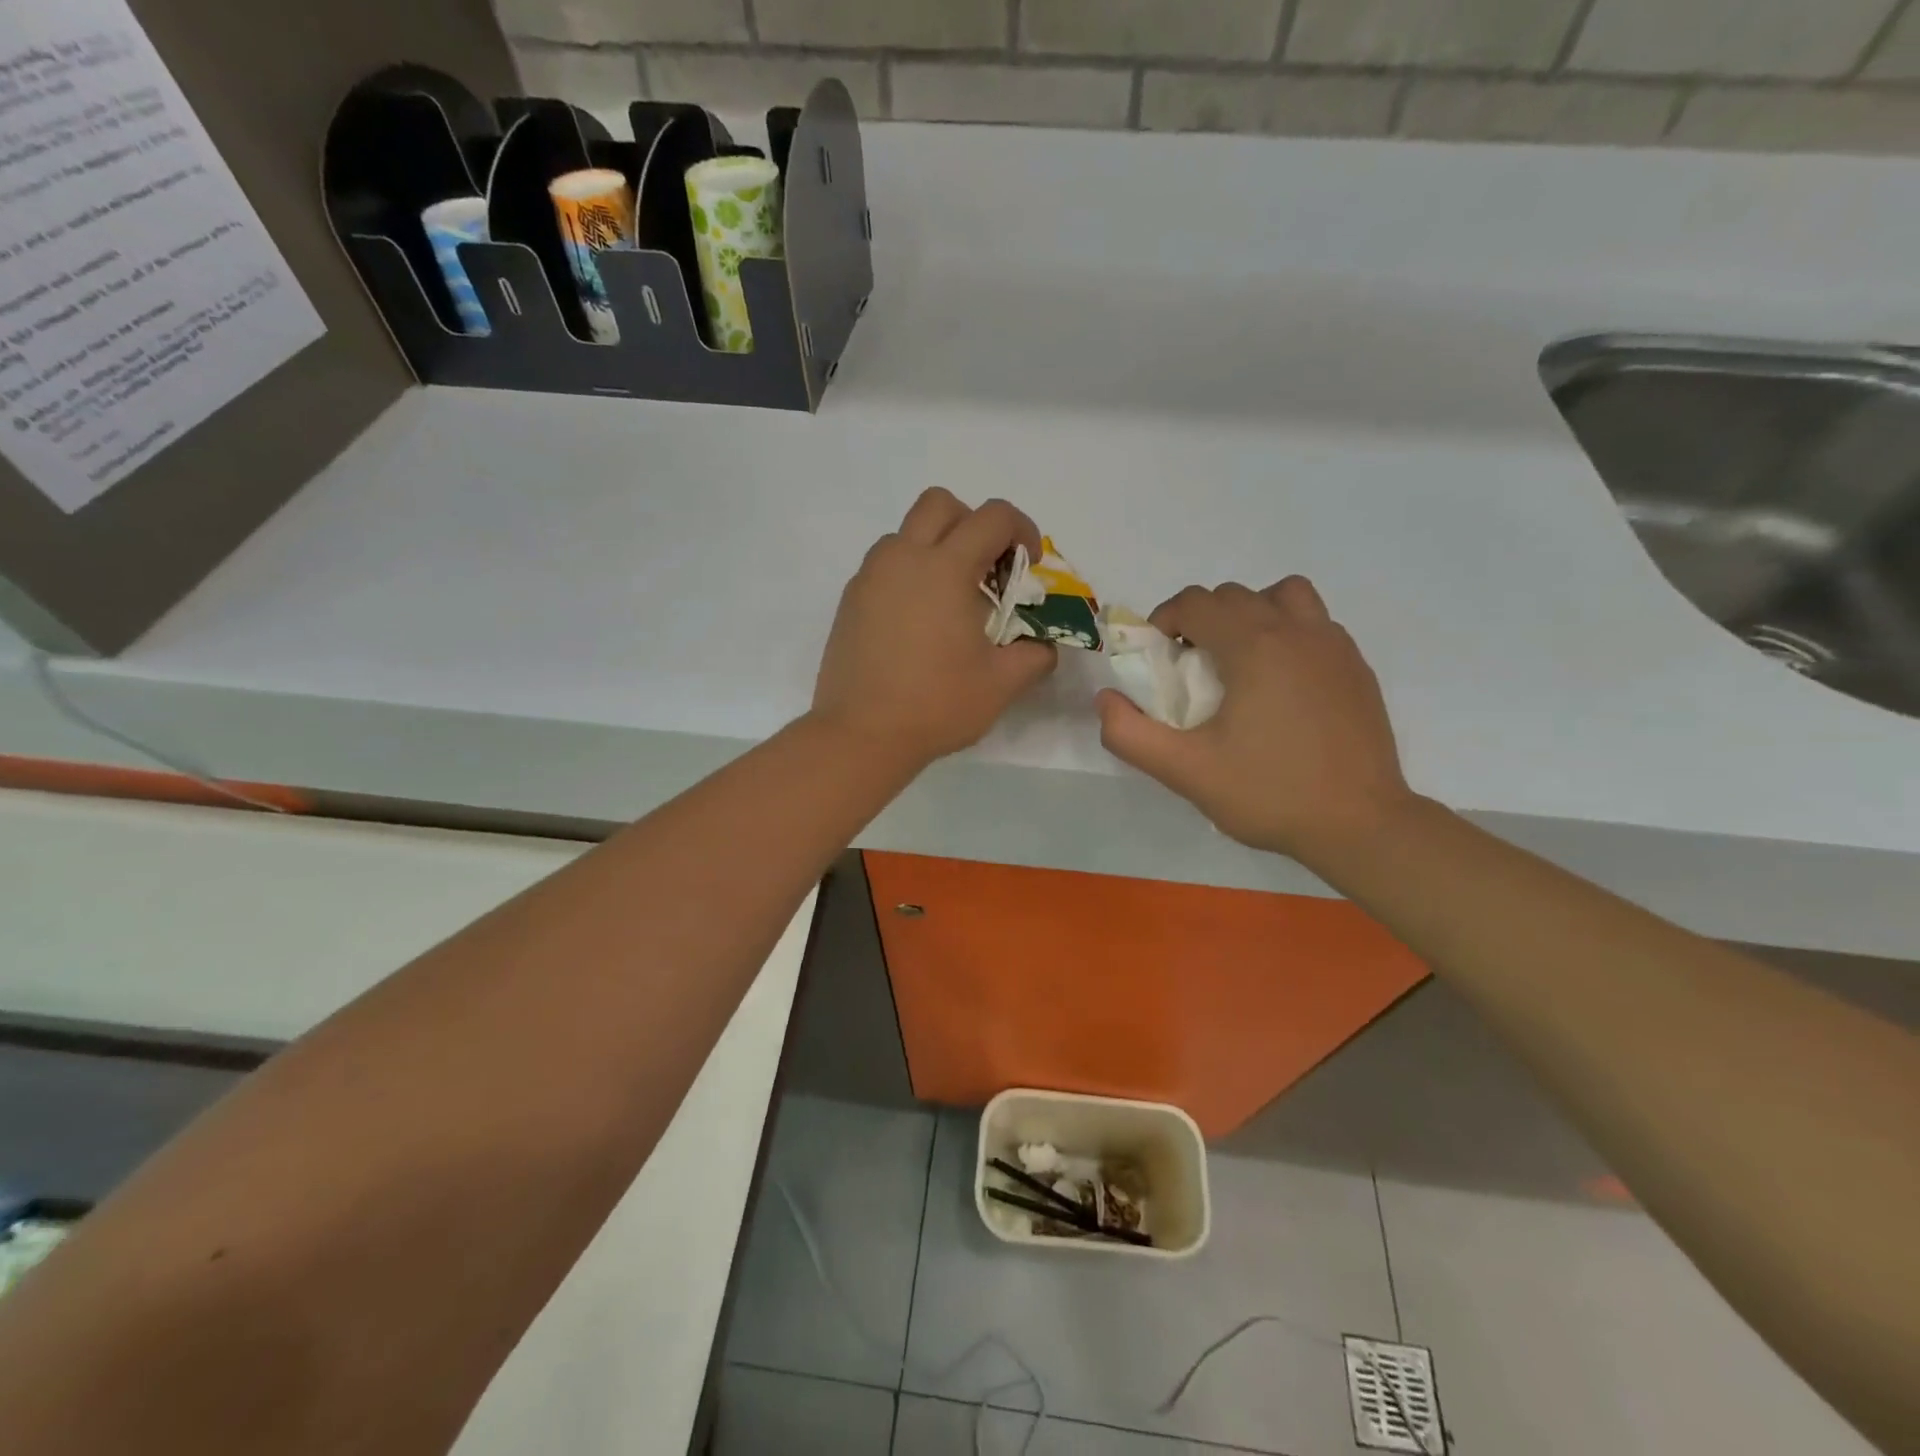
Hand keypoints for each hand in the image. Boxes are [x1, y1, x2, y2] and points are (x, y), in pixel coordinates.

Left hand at [812, 488, 1057, 767]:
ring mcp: (870, 577)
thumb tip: (1044, 646)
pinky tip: (918, 621)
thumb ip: (1035, 655)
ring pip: (906, 532)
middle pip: (940, 503)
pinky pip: (884, 565)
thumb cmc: (936, 705)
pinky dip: (908, 573)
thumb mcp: (1002, 684)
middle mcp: (904, 558)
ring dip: (935, 546)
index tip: (1029, 565)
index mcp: (945, 568)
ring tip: (950, 597)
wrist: (861, 734)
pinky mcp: (850, 600)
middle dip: (972, 523)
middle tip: (986, 568)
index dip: (1022, 530)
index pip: (993, 516)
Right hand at [1097, 577, 1413, 864]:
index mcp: (1254, 646)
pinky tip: (1279, 683)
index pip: (1196, 602)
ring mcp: (1334, 646)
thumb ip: (1131, 734)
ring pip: (1283, 595)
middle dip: (1201, 618)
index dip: (1164, 620)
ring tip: (1239, 658)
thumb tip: (1106, 700)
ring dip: (1251, 612)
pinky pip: (1315, 623)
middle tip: (1189, 665)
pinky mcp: (1357, 667)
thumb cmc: (1269, 794)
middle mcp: (1297, 631)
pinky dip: (1287, 632)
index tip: (1157, 656)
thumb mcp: (1186, 771)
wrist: (1361, 824)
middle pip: (1235, 595)